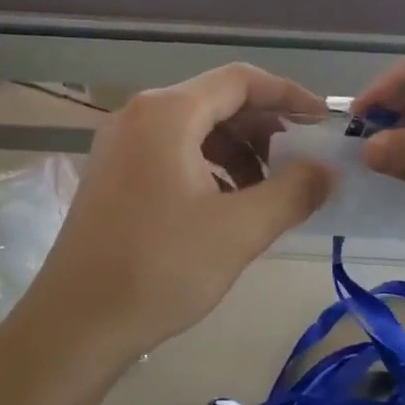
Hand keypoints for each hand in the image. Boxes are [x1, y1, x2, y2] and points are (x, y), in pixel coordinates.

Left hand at [26, 65, 333, 361]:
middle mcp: (137, 117)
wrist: (77, 323)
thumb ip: (293, 191)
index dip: (288, 95)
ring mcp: (118, 147)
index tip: (321, 120)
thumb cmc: (161, 269)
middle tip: (300, 161)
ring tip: (267, 191)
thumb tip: (328, 171)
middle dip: (264, 128)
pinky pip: (171, 155)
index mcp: (167, 114)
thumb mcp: (240, 230)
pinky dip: (208, 169)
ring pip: (194, 131)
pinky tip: (226, 206)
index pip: (240, 81)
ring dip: (238, 152)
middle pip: (215, 102)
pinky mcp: (112, 177)